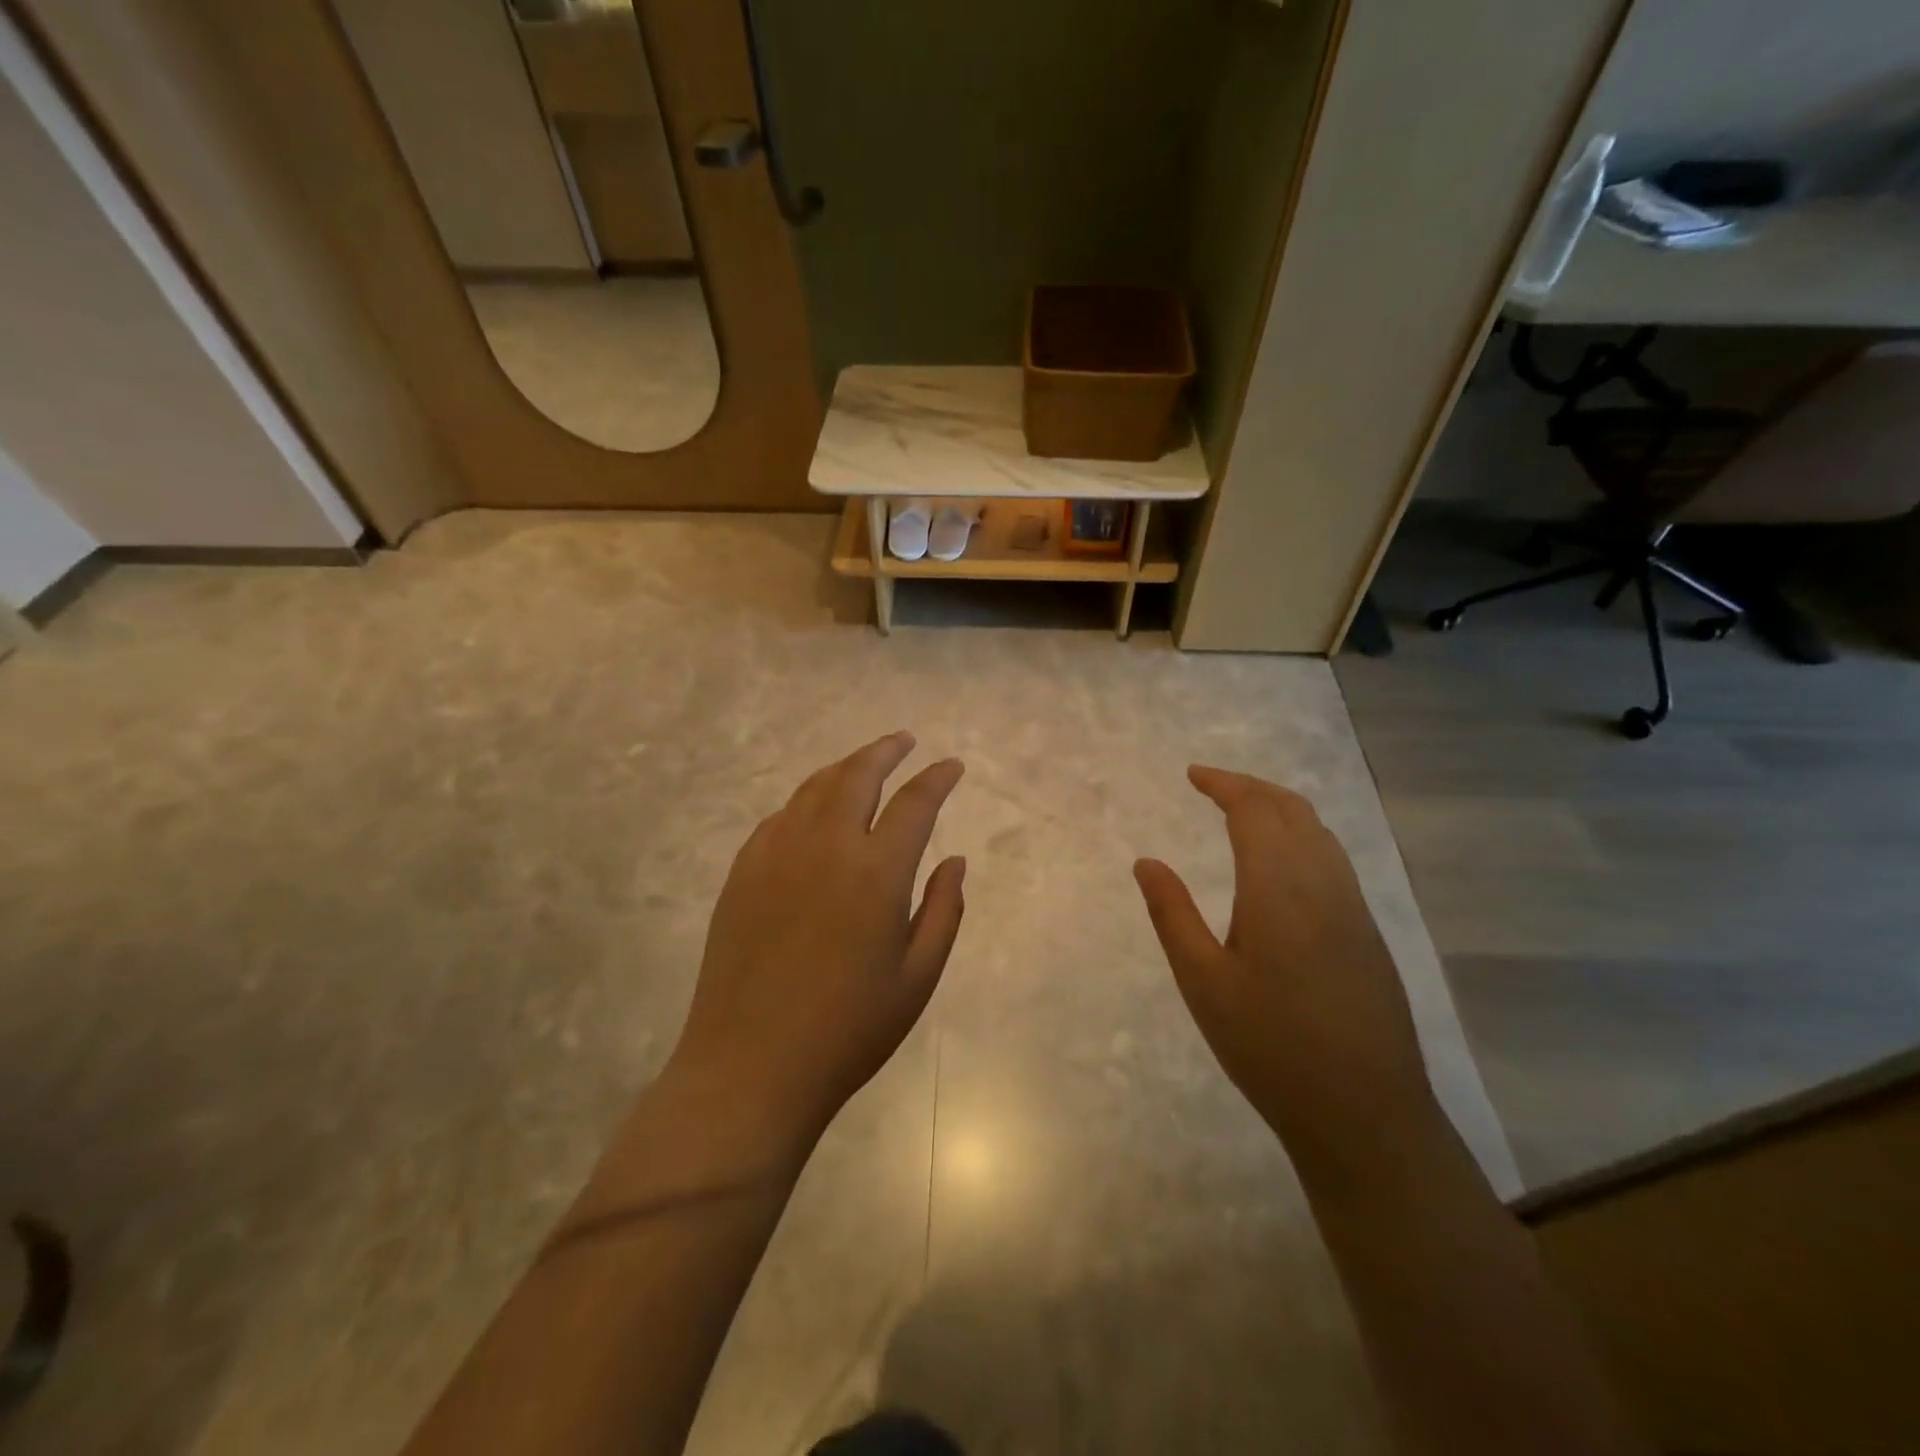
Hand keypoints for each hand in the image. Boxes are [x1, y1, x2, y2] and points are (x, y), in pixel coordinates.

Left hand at [666, 732, 965, 1152]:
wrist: (750, 1066)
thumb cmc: (848, 1030)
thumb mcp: (917, 978)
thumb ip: (943, 911)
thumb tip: (954, 860)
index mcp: (876, 872)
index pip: (914, 803)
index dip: (937, 778)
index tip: (951, 766)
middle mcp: (825, 846)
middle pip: (857, 776)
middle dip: (885, 750)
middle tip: (904, 740)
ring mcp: (776, 855)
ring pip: (814, 788)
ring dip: (844, 768)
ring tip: (863, 764)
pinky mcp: (742, 872)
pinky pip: (779, 817)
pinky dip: (804, 801)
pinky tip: (812, 811)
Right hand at [1133, 766, 1436, 1166]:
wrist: (1364, 1113)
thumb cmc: (1269, 1046)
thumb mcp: (1203, 981)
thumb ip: (1172, 913)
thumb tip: (1147, 862)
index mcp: (1279, 888)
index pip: (1254, 811)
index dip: (1224, 784)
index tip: (1193, 774)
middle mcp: (1324, 884)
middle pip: (1292, 810)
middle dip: (1252, 787)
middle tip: (1213, 784)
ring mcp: (1354, 908)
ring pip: (1320, 832)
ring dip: (1281, 808)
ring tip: (1244, 811)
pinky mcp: (1368, 933)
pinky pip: (1334, 859)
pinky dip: (1303, 836)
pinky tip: (1284, 861)